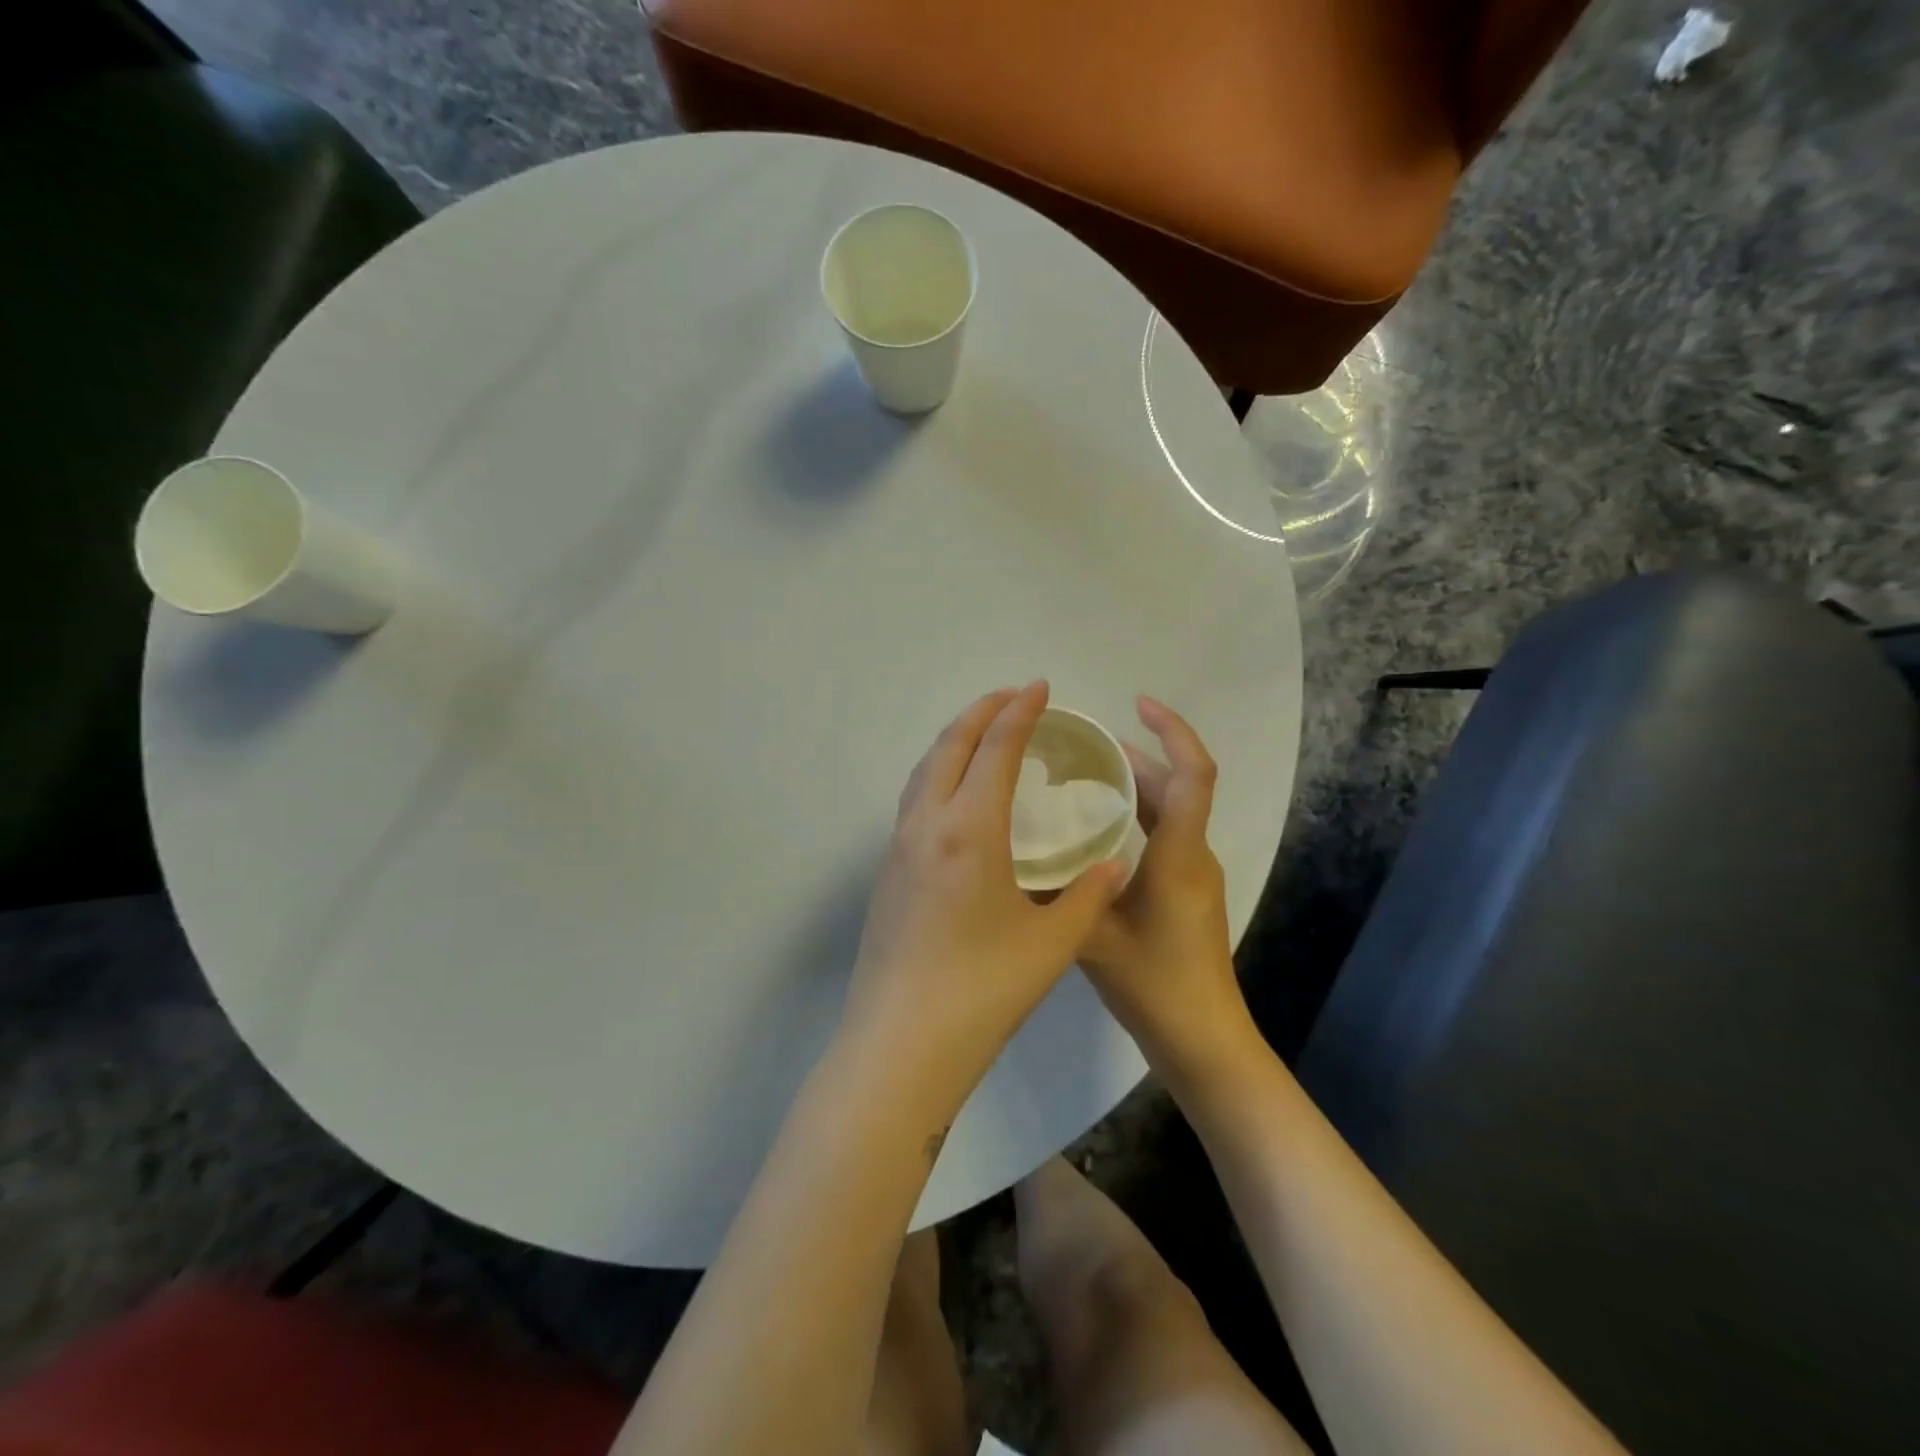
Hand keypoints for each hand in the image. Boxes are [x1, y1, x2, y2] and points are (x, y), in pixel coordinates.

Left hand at [839, 682, 1128, 1114]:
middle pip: (949, 746)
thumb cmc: (983, 991)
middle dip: (981, 712)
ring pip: (924, 770)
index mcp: (969, 830)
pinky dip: (938, 774)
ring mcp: (899, 848)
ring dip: (954, 740)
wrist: (901, 1044)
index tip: (1041, 686)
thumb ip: (1087, 896)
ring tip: (984, 734)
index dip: (1020, 712)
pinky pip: (914, 800)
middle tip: (1014, 696)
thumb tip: (1115, 865)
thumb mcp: (1052, 944)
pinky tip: (957, 796)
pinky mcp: (887, 873)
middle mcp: (927, 825)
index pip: (995, 749)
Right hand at [1082, 697, 1262, 1091]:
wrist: (1203, 1040)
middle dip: (1139, 755)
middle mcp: (1193, 855)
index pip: (1193, 775)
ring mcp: (1194, 875)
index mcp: (1179, 855)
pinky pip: (1166, 835)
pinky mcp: (1187, 892)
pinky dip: (1136, 817)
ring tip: (1084, 775)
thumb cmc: (1154, 986)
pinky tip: (1094, 831)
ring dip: (1136, 786)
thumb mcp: (1093, 937)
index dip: (1173, 731)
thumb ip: (1059, 895)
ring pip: (1171, 811)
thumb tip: (1018, 857)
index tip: (1139, 705)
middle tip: (1085, 744)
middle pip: (1178, 787)